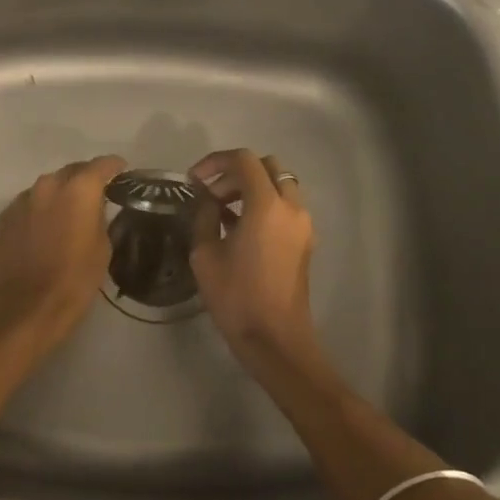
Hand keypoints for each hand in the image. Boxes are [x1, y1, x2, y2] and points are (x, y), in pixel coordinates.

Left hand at [0, 155, 126, 346]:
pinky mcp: (3, 218)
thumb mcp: (102, 249)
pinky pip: (28, 206)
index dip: (114, 167)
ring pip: (46, 188)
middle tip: (96, 197)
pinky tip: (43, 231)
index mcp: (78, 189)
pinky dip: (39, 212)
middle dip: (84, 180)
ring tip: (67, 216)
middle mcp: (47, 185)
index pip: (102, 165)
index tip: (122, 173)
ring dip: (59, 196)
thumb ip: (100, 219)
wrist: (24, 309)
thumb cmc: (73, 281)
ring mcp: (21, 201)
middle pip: (71, 172)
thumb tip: (94, 210)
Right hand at [189, 149, 321, 369]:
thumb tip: (207, 202)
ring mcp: (303, 224)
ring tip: (222, 211)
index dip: (215, 162)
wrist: (276, 339)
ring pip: (279, 185)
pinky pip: (285, 207)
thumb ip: (204, 217)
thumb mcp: (205, 254)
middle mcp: (291, 207)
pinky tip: (239, 228)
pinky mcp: (305, 241)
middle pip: (267, 166)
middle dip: (236, 172)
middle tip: (210, 193)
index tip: (194, 180)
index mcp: (266, 205)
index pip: (244, 160)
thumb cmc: (236, 296)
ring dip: (251, 188)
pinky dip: (263, 205)